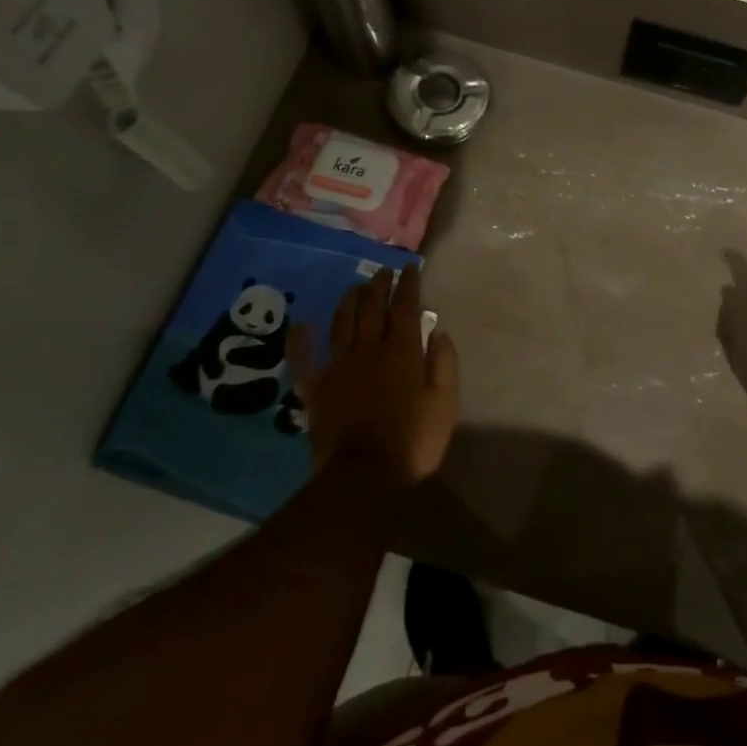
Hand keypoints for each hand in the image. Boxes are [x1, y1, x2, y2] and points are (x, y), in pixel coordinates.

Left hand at [287, 265, 458, 489]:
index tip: (410, 267)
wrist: (363, 478)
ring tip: (356, 287)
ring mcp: (338, 367)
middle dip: (379, 285)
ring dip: (350, 301)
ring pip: (342, 323)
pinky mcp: (316, 389)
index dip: (409, 284)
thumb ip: (443, 363)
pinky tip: (302, 325)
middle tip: (383, 271)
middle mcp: (368, 349)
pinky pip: (304, 360)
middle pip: (372, 308)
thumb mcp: (445, 404)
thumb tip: (437, 331)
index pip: (406, 307)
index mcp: (402, 351)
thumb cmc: (413, 442)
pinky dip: (301, 340)